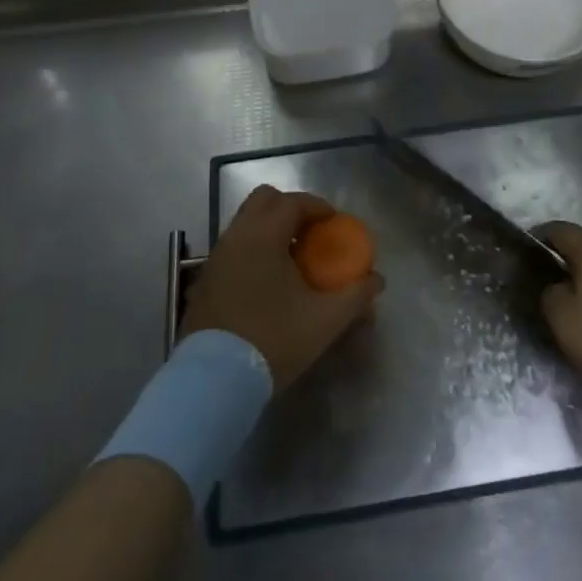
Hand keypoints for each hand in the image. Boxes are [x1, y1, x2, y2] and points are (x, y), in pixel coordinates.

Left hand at [182, 186, 383, 389]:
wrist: (214, 380)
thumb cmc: (272, 340)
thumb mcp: (324, 320)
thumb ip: (355, 295)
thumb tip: (377, 280)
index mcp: (264, 236)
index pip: (292, 202)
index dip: (317, 206)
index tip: (334, 223)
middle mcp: (236, 236)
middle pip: (263, 200)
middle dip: (290, 208)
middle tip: (311, 233)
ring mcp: (216, 257)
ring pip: (245, 222)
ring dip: (270, 228)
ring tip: (291, 258)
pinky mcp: (204, 280)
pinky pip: (234, 246)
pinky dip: (253, 248)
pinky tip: (267, 280)